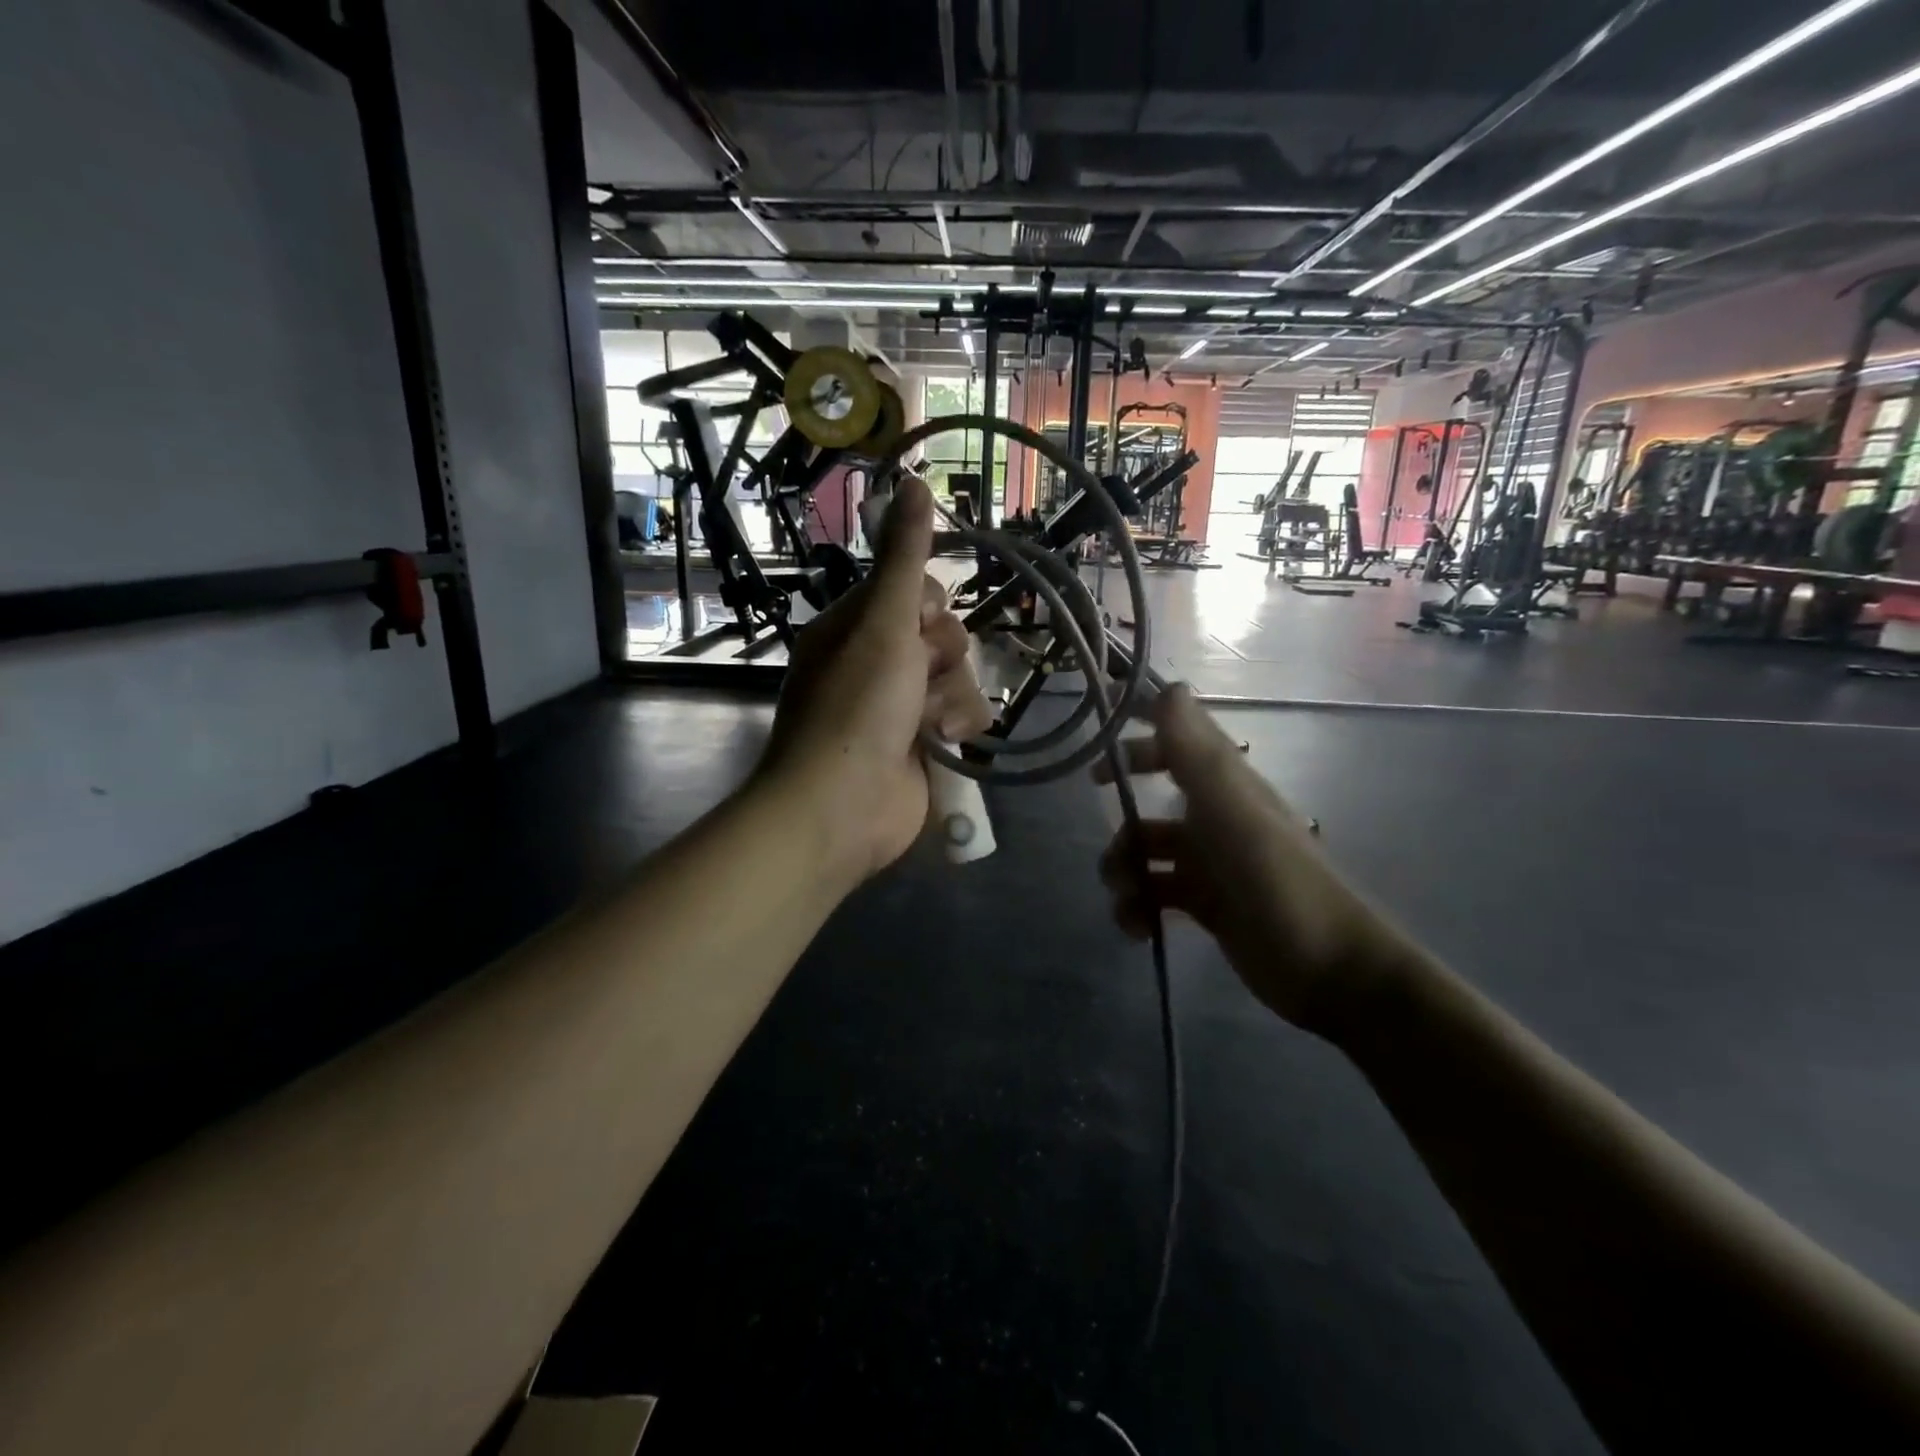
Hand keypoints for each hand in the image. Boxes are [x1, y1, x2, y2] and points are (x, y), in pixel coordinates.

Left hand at [758, 478, 993, 886]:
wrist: (843, 805)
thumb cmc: (857, 706)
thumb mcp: (881, 621)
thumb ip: (903, 557)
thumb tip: (911, 477)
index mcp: (856, 628)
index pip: (913, 592)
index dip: (928, 604)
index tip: (921, 621)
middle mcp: (879, 663)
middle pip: (943, 634)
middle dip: (942, 655)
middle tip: (920, 674)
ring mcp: (902, 706)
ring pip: (959, 676)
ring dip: (952, 696)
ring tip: (930, 723)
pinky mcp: (925, 744)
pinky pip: (964, 715)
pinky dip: (960, 726)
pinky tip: (945, 743)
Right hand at [1095, 685, 1415, 1035]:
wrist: (1329, 970)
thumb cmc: (1279, 882)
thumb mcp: (1233, 810)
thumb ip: (1196, 752)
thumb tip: (1170, 687)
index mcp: (1224, 787)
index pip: (1177, 744)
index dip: (1138, 740)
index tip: (1098, 757)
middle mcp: (1214, 819)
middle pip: (1152, 802)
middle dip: (1123, 820)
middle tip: (1107, 847)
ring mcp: (1209, 865)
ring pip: (1146, 854)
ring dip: (1124, 871)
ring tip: (1126, 896)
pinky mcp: (1204, 906)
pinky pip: (1154, 895)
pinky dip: (1138, 908)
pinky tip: (1137, 928)